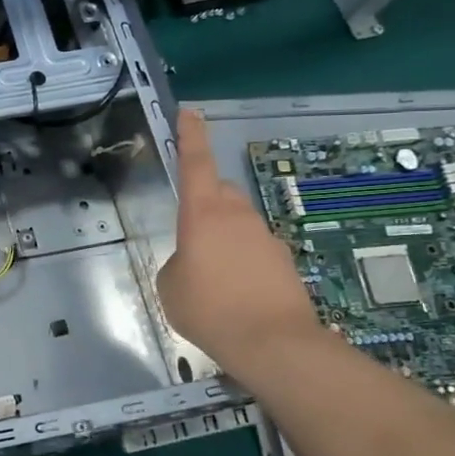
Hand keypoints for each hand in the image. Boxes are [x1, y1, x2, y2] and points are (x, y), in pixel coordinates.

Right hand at [156, 107, 322, 380]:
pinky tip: (236, 294)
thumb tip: (194, 260)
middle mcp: (238, 216)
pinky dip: (242, 262)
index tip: (190, 112)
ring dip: (224, 237)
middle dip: (206, 202)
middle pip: (220, 193)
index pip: (195, 164)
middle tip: (191, 234)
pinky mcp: (284, 261)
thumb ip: (178, 261)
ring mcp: (265, 237)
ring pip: (238, 223)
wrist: (273, 343)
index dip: (191, 136)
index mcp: (203, 214)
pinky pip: (255, 250)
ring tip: (212, 278)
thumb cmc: (209, 308)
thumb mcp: (170, 284)